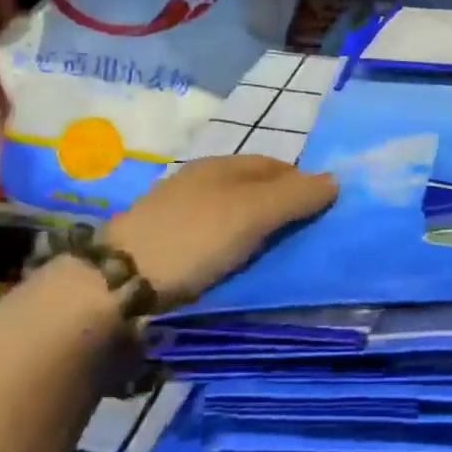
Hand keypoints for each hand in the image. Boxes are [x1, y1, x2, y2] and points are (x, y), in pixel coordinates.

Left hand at [107, 156, 337, 305]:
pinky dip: (233, 252)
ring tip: (276, 259)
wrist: (116, 286)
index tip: (323, 212)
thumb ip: (296, 196)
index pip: (275, 165)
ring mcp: (178, 216)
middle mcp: (198, 183)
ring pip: (233, 218)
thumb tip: (336, 180)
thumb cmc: (193, 238)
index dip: (302, 183)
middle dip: (281, 210)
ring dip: (257, 234)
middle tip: (304, 239)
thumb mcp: (253, 213)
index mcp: (219, 166)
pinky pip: (213, 242)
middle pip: (254, 191)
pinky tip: (238, 269)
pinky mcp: (165, 248)